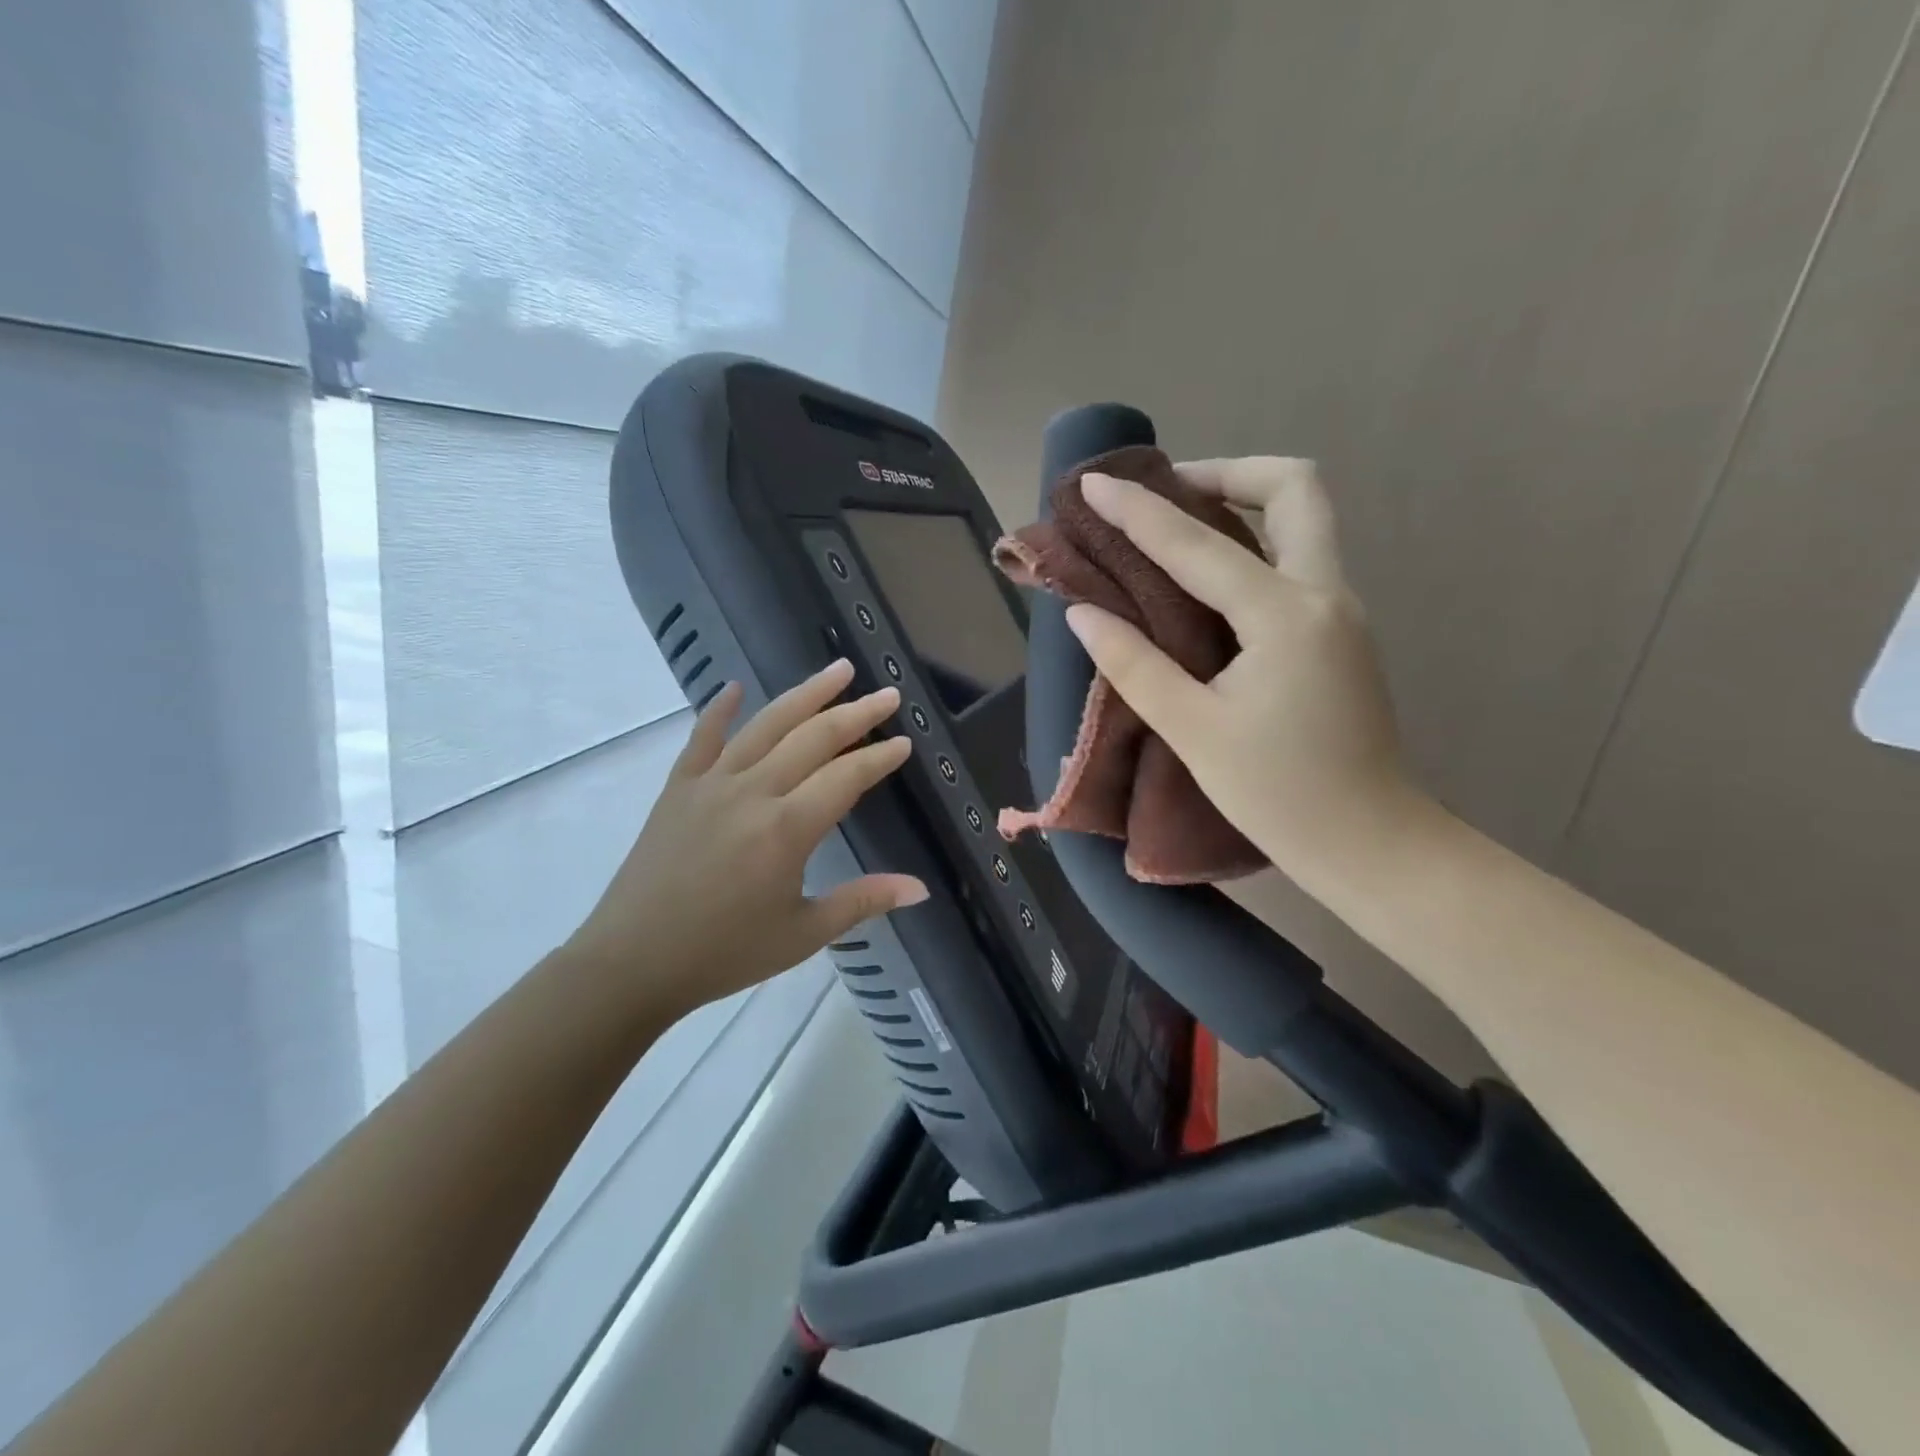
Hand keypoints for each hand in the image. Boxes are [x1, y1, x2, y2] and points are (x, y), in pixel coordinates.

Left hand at [562, 660, 925, 1018]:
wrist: (633, 961)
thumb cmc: (725, 952)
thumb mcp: (803, 934)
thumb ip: (863, 902)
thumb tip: (920, 888)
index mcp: (787, 829)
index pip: (846, 777)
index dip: (880, 757)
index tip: (905, 741)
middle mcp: (752, 792)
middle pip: (813, 738)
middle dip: (856, 713)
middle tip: (887, 694)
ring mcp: (711, 783)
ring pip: (766, 725)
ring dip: (805, 693)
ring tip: (836, 670)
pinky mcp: (678, 788)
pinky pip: (702, 738)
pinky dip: (720, 710)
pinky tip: (735, 687)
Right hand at [1067, 459, 1421, 881]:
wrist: (1369, 842)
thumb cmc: (1278, 794)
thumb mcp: (1193, 731)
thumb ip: (1135, 665)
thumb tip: (1082, 613)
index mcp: (1285, 616)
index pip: (1197, 545)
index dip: (1138, 511)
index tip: (1095, 482)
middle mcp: (1324, 594)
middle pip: (1295, 488)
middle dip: (1227, 472)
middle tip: (1168, 490)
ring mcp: (1341, 610)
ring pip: (1304, 519)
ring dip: (1244, 501)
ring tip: (1180, 523)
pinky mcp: (1340, 632)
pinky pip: (1299, 557)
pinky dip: (1254, 543)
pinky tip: (1209, 577)